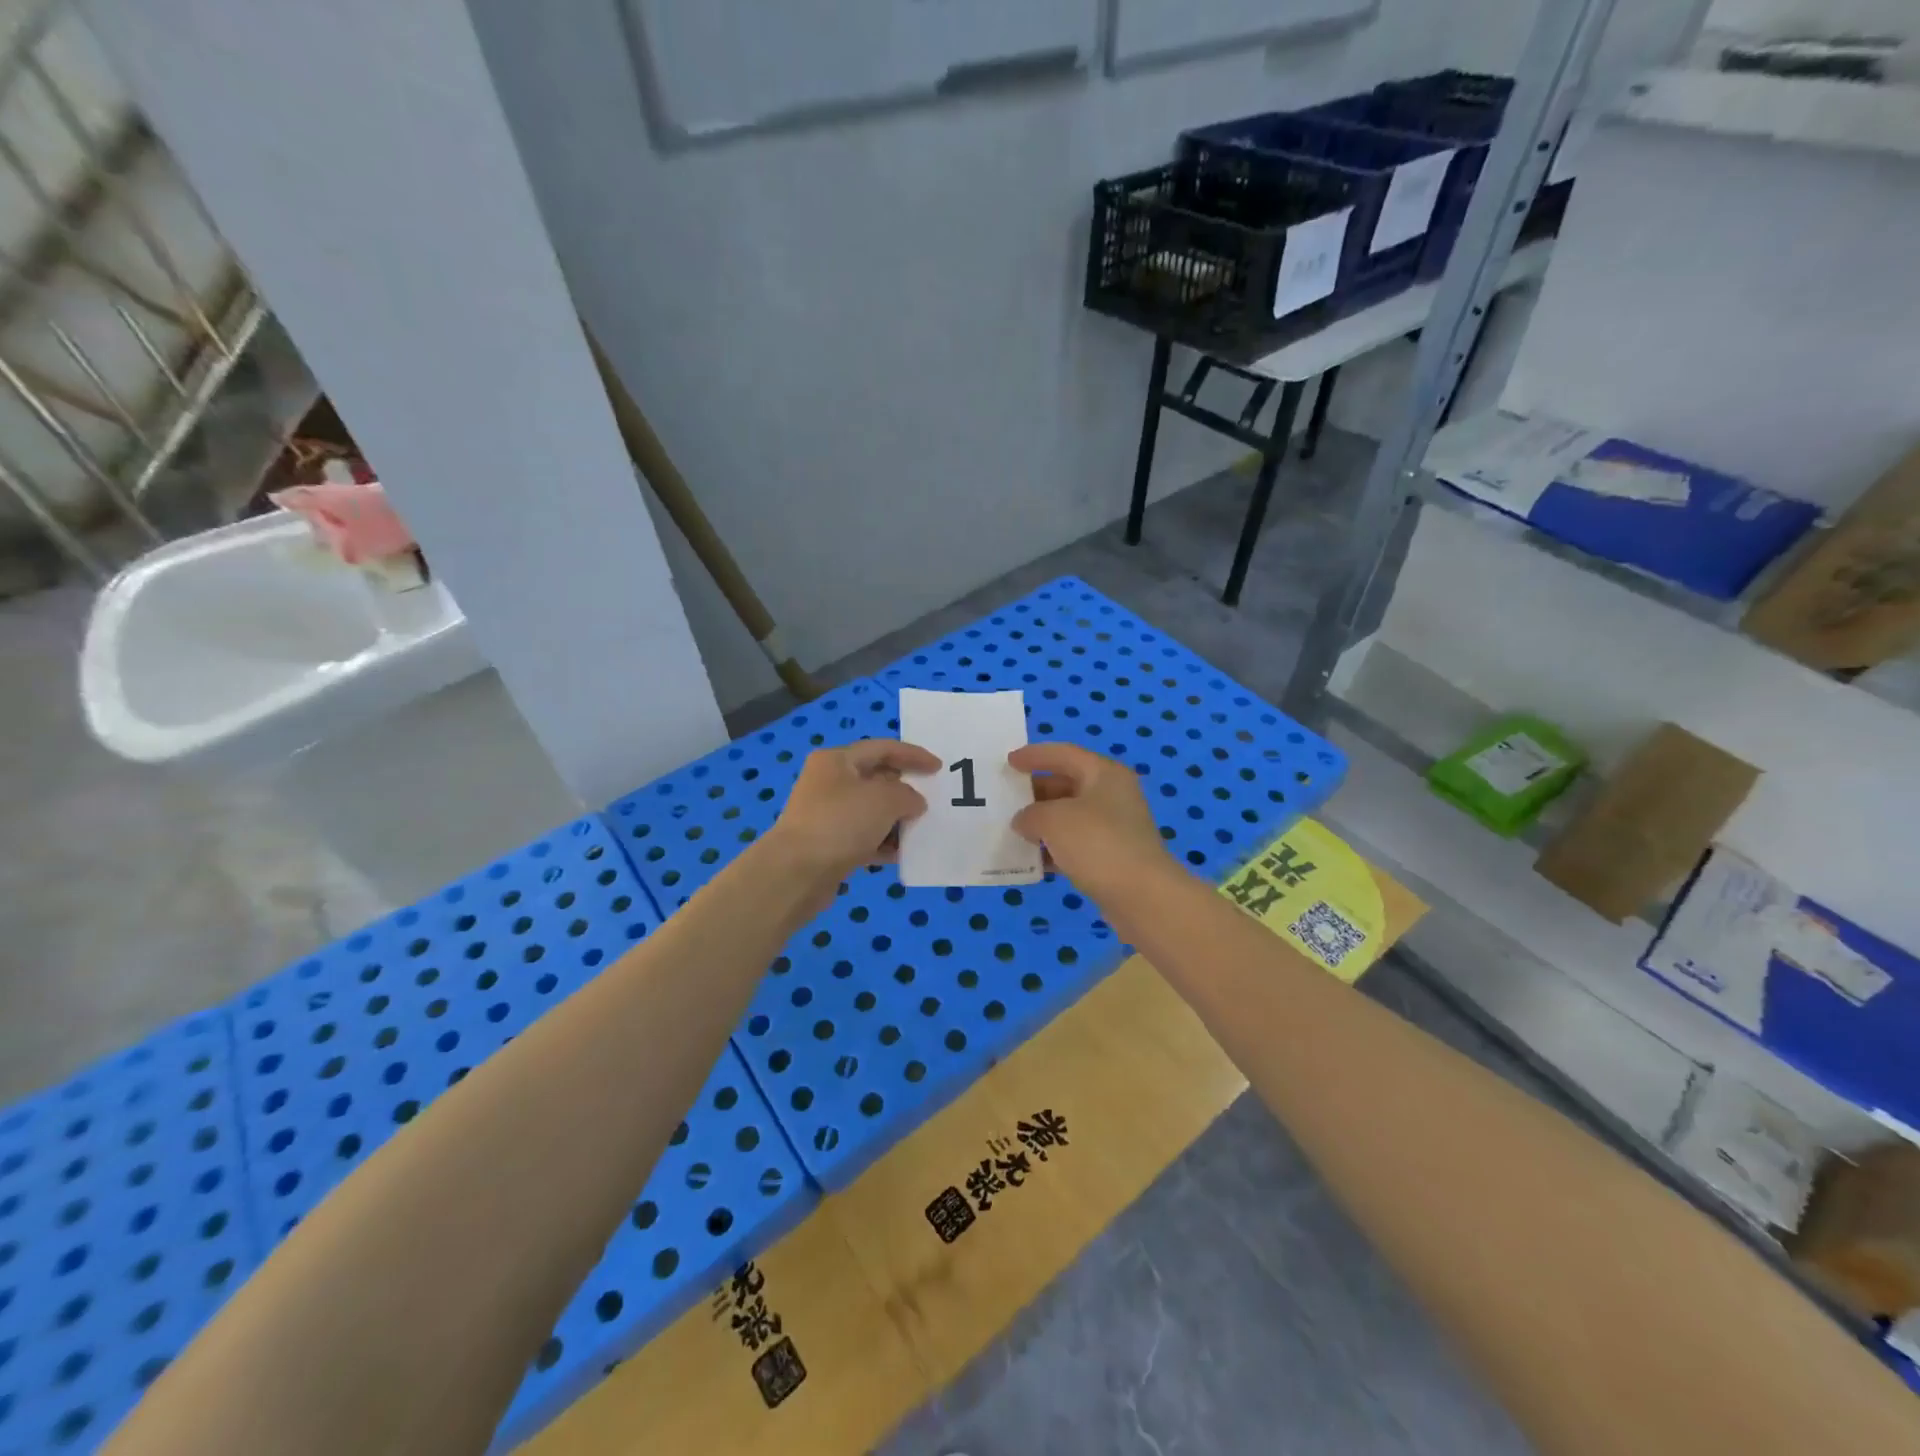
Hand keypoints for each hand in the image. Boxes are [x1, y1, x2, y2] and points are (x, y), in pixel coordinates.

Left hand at [764, 739, 938, 895]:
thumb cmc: (841, 823)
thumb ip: (907, 795)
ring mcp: (826, 814)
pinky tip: (901, 854)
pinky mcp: (827, 844)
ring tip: (921, 829)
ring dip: (896, 819)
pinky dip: (883, 843)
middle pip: (876, 778)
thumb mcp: (885, 799)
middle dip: (905, 789)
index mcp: (837, 760)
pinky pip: (863, 837)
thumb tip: (913, 802)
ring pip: (870, 811)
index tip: (939, 768)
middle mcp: (829, 782)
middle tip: (931, 800)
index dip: (913, 755)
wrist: (796, 873)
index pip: (882, 748)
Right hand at [1008, 743, 1174, 898]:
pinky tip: (1032, 861)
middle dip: (1035, 792)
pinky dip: (1054, 849)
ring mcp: (1114, 827)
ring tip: (1012, 831)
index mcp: (1104, 774)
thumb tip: (1024, 821)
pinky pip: (1076, 845)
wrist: (1141, 896)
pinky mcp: (1112, 857)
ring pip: (1070, 817)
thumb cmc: (1097, 844)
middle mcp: (1112, 795)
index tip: (1008, 762)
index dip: (1034, 755)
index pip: (1064, 754)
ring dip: (1042, 823)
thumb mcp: (1053, 820)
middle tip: (1005, 800)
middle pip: (1066, 784)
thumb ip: (1030, 814)